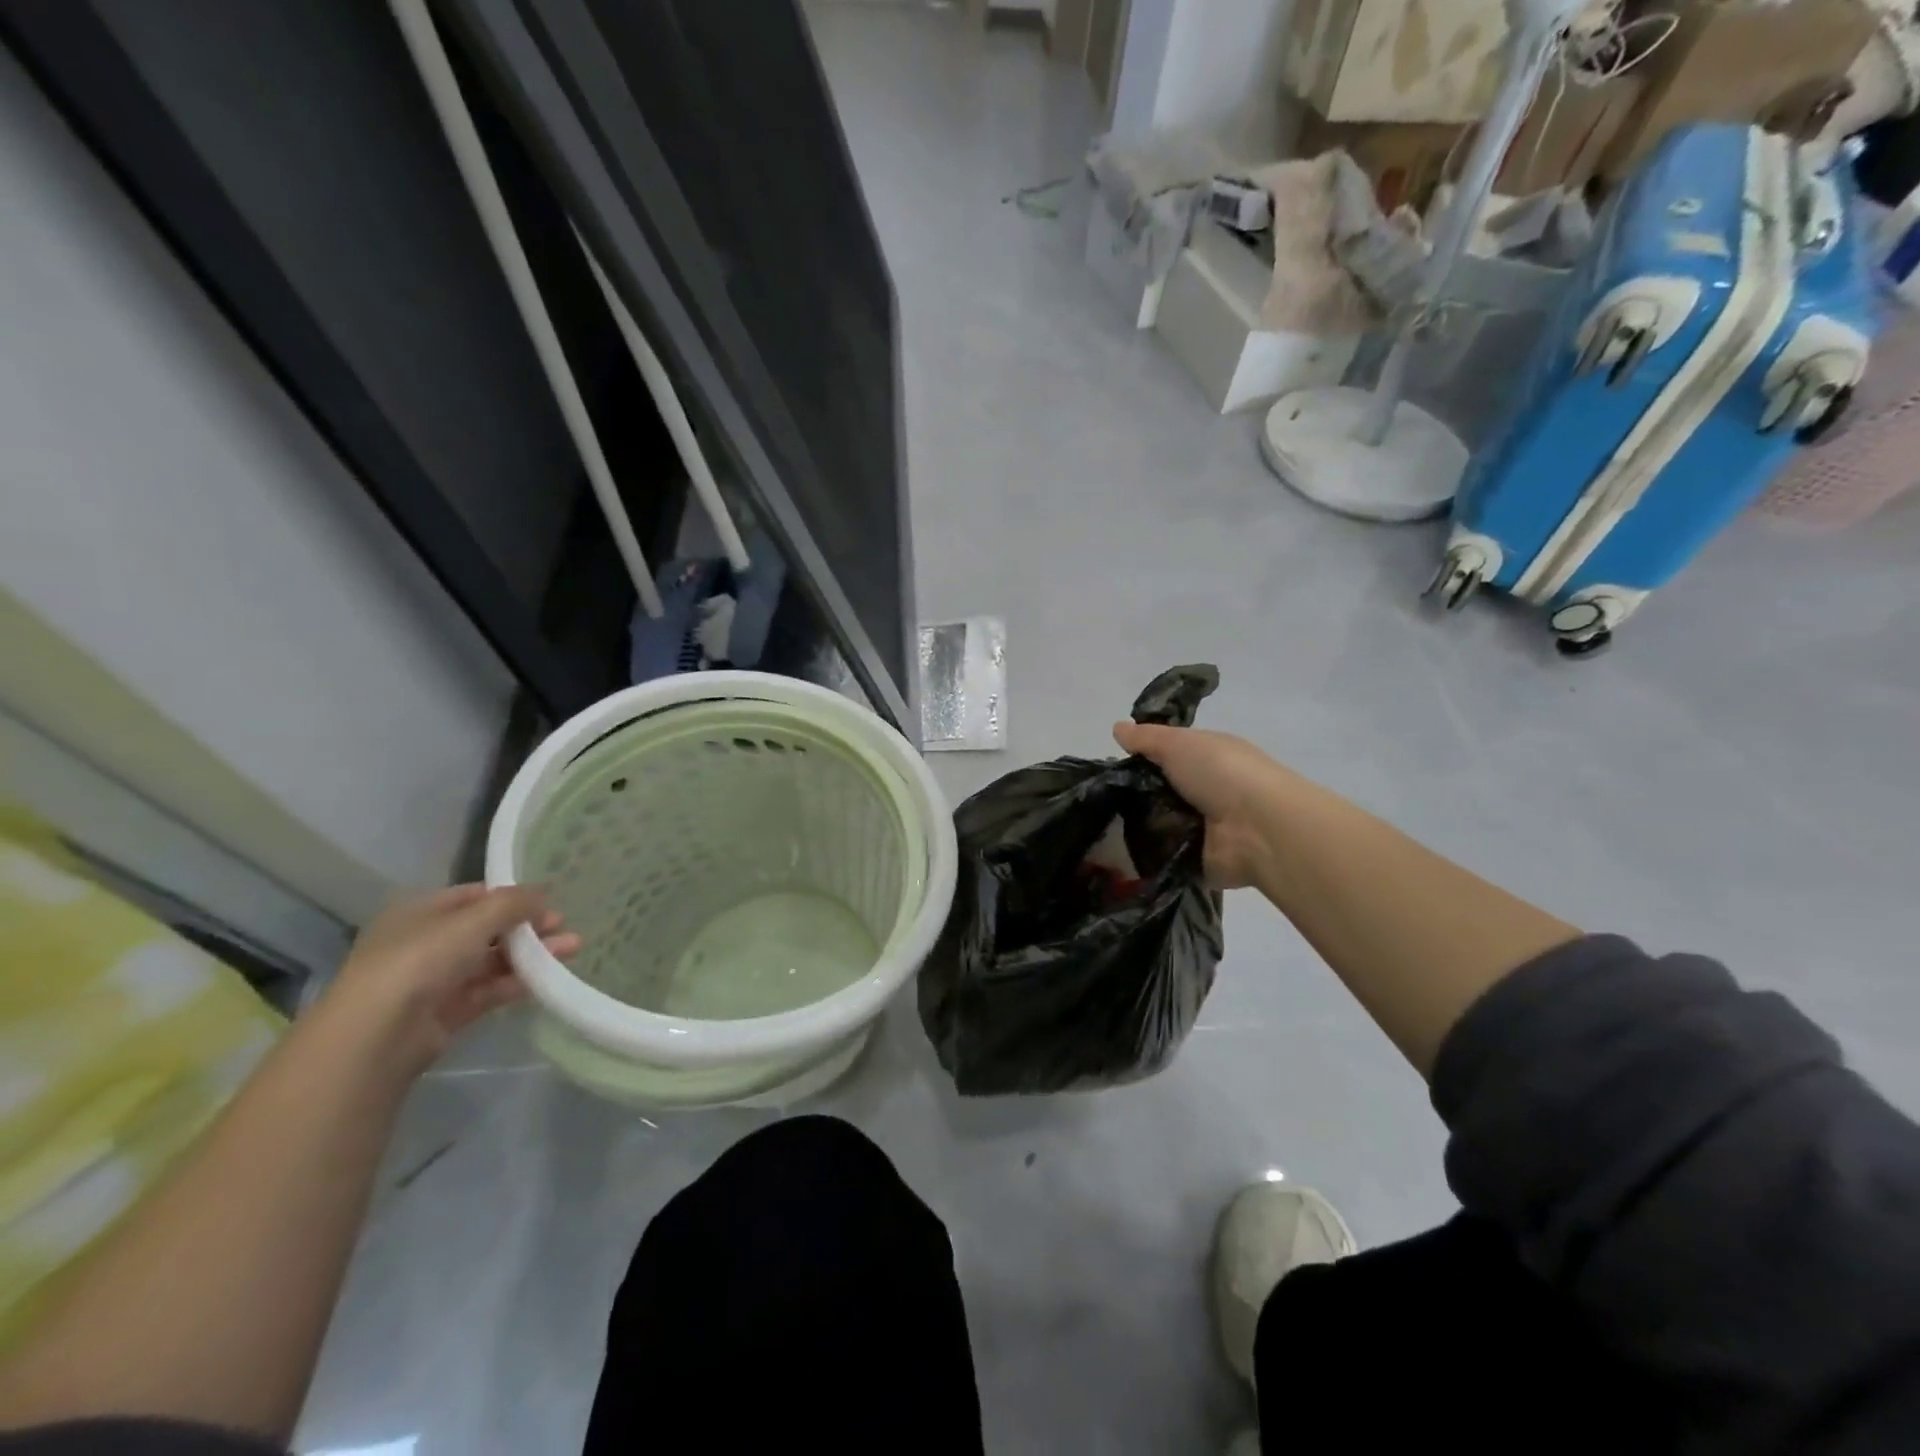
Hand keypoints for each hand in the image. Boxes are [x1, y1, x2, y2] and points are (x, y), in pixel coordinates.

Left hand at [324, 885, 579, 1075]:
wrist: (378, 1035)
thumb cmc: (420, 960)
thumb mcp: (472, 920)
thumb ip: (513, 903)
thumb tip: (543, 892)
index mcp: (421, 912)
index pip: (474, 896)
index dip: (511, 896)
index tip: (547, 900)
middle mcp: (426, 942)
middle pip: (487, 929)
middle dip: (528, 926)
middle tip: (563, 925)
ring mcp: (435, 979)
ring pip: (493, 960)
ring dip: (532, 954)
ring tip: (573, 948)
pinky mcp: (446, 1012)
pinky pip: (489, 990)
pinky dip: (518, 982)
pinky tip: (549, 977)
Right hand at [1114, 722, 1292, 889]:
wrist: (1257, 828)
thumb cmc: (1220, 773)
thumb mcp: (1178, 743)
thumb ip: (1146, 738)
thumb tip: (1117, 727)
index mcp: (1209, 758)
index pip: (1170, 755)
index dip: (1143, 758)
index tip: (1112, 766)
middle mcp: (1208, 791)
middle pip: (1161, 791)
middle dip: (1134, 794)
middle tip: (1101, 798)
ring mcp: (1204, 827)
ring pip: (1160, 823)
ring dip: (1138, 825)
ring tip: (1102, 826)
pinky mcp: (1198, 859)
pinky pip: (1164, 855)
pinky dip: (1147, 854)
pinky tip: (1119, 851)